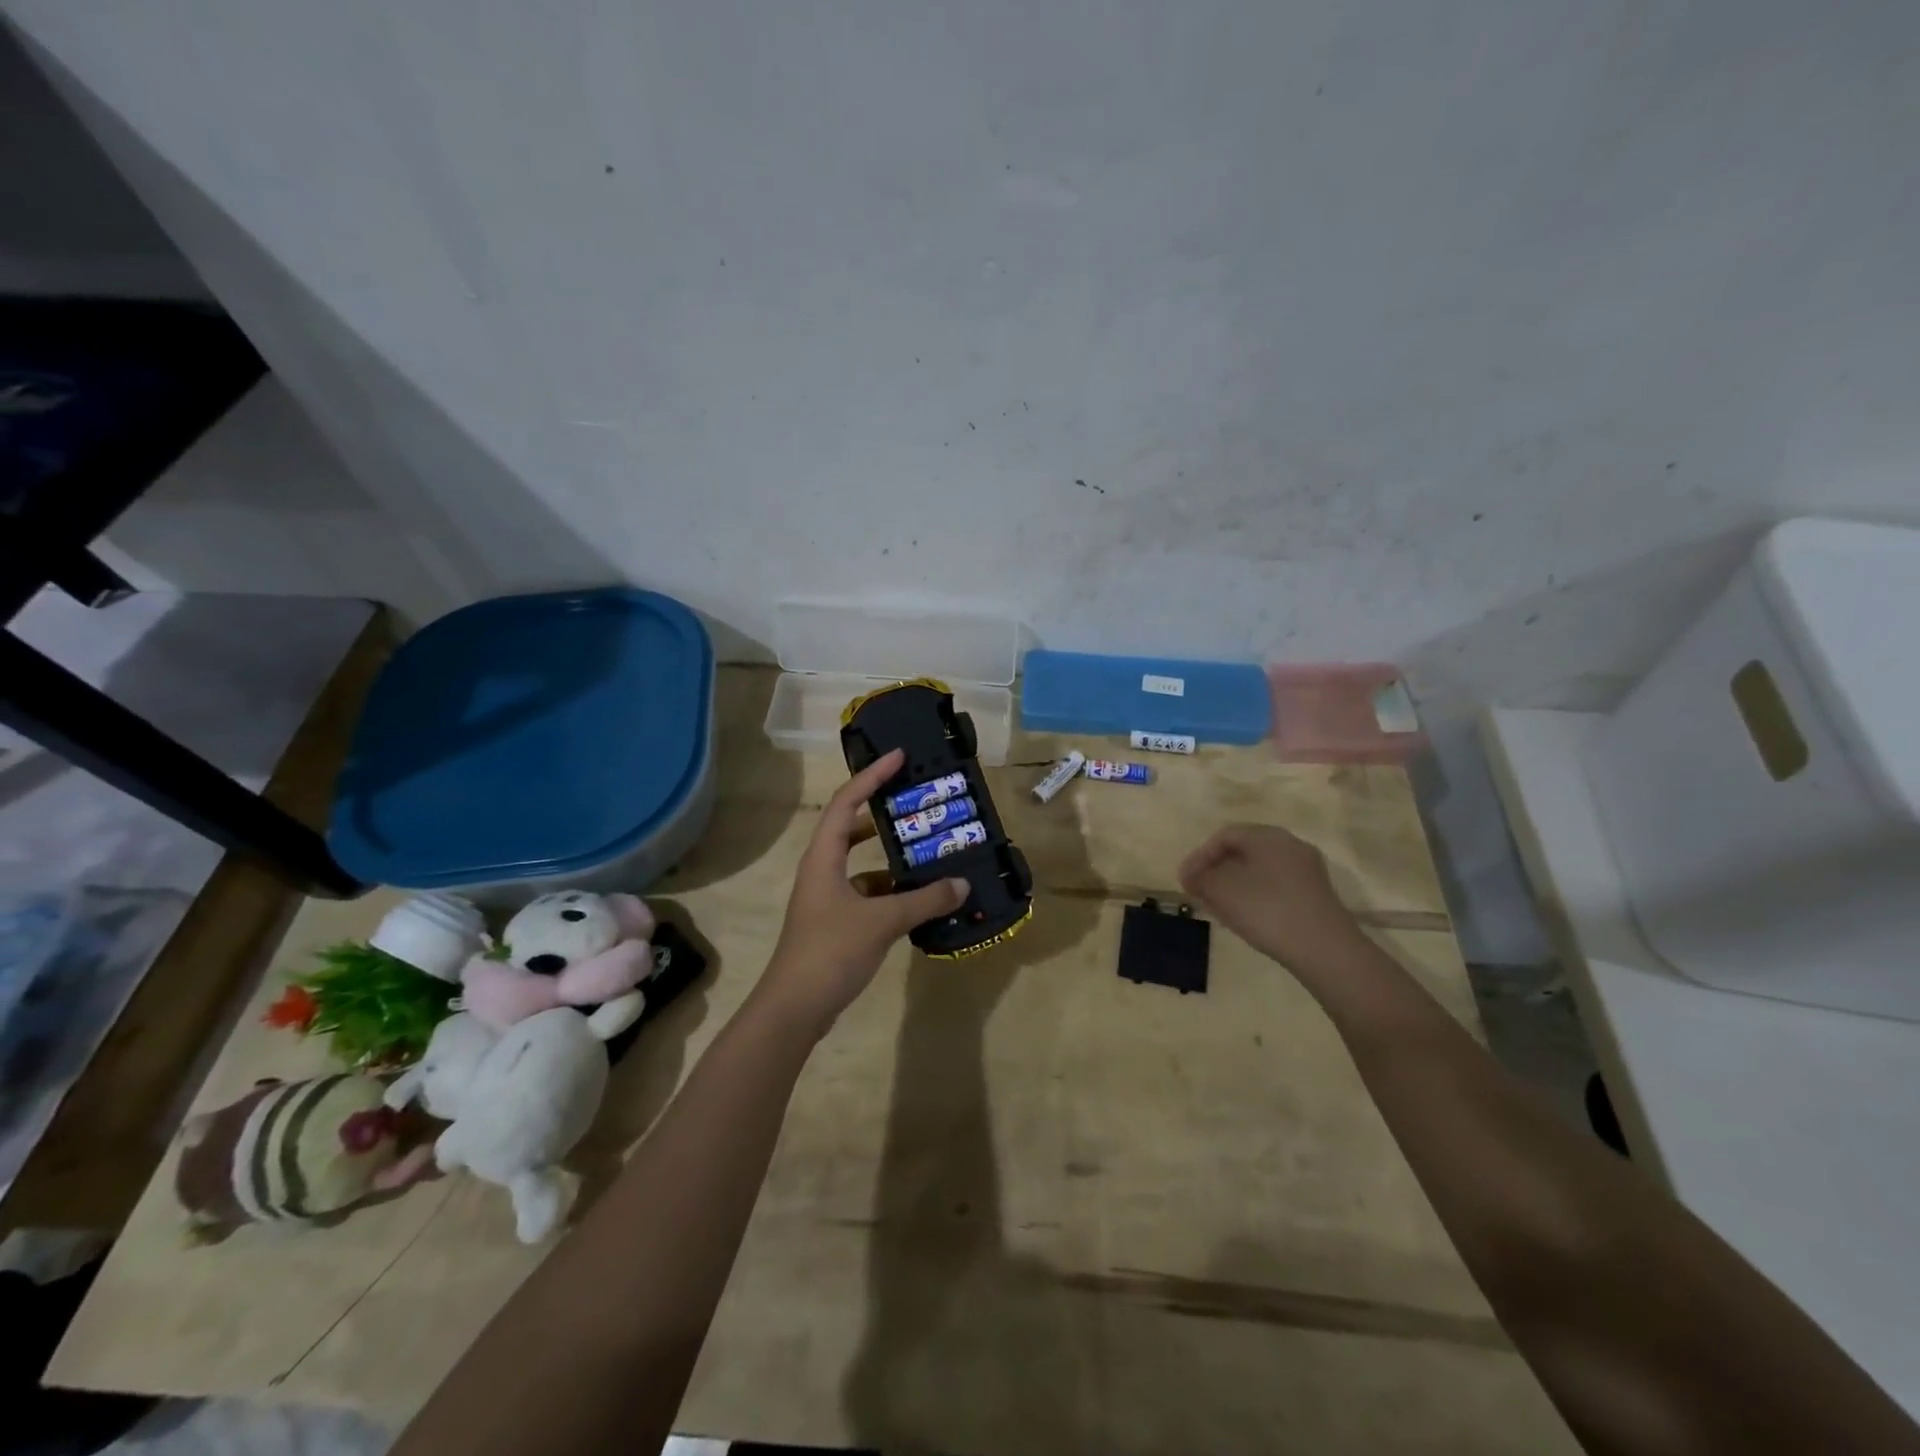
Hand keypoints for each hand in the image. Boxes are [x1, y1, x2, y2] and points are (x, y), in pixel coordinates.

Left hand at [758, 748, 967, 1036]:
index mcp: (824, 857)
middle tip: (915, 800)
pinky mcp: (835, 922)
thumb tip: (961, 884)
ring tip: (926, 847)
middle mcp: (821, 869)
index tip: (899, 757)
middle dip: (881, 810)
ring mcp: (826, 897)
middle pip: (850, 826)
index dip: (871, 776)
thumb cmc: (830, 951)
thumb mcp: (882, 922)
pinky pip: (866, 892)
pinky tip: (917, 897)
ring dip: (889, 855)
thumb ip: (923, 901)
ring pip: (860, 863)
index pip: (846, 801)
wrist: (794, 1009)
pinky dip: (890, 889)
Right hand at [1178, 823, 1367, 978]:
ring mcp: (1307, 870)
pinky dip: (1255, 895)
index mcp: (1267, 836)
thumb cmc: (1266, 910)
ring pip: (1260, 870)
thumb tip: (1191, 875)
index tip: (1185, 880)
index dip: (1199, 856)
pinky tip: (1246, 917)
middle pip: (1243, 851)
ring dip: (1234, 885)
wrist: (1325, 949)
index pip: (1224, 836)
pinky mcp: (1316, 894)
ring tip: (1218, 907)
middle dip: (1216, 870)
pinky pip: (1276, 886)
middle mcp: (1290, 845)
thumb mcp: (1221, 891)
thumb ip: (1200, 878)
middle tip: (1199, 892)